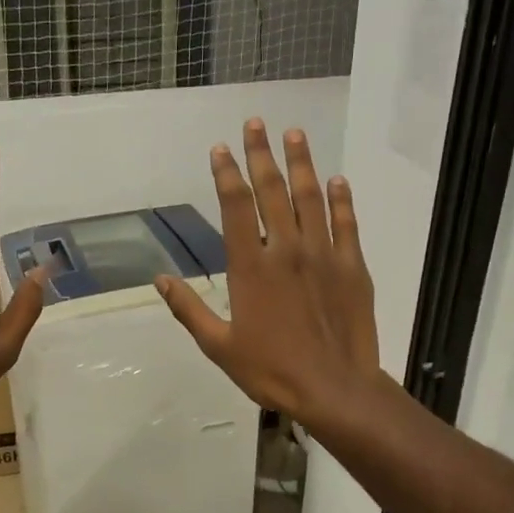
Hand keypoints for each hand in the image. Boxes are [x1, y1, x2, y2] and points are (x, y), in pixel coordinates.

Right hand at [155, 119, 379, 423]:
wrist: (334, 389)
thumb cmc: (271, 370)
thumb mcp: (218, 346)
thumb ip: (189, 309)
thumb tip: (161, 279)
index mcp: (250, 266)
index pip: (236, 206)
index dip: (226, 173)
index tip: (221, 149)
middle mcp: (286, 249)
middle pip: (272, 191)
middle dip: (261, 154)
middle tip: (256, 123)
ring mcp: (324, 255)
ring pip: (311, 198)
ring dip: (301, 164)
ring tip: (294, 134)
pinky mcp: (353, 267)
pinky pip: (347, 224)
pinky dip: (342, 199)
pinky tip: (337, 180)